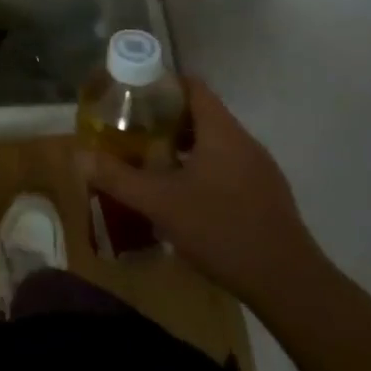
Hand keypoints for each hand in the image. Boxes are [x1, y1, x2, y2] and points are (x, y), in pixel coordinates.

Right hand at [77, 78, 324, 307]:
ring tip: (150, 161)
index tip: (131, 94)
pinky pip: (227, 168)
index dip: (161, 84)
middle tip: (131, 130)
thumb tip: (79, 156)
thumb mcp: (160, 203)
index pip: (192, 87)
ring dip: (183, 147)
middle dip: (165, 118)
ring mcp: (260, 171)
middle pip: (201, 114)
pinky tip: (183, 197)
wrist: (291, 287)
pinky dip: (202, 170)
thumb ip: (118, 177)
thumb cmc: (222, 230)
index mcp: (222, 132)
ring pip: (214, 144)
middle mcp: (244, 143)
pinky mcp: (266, 198)